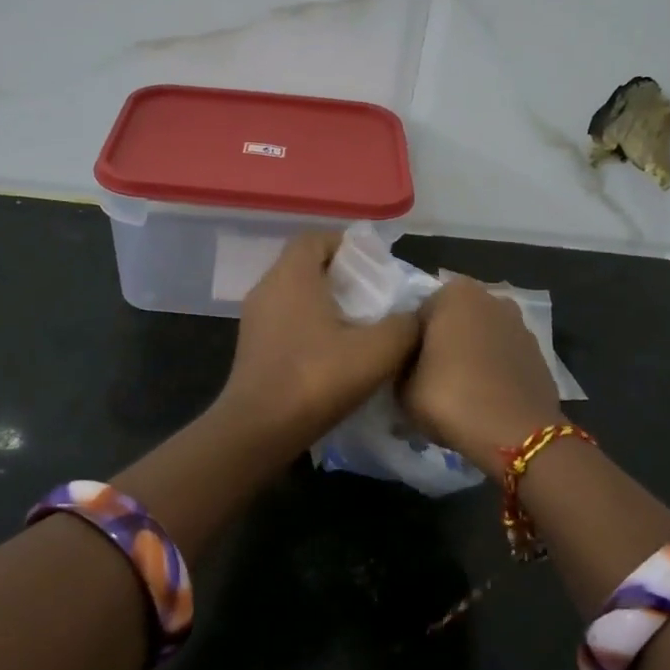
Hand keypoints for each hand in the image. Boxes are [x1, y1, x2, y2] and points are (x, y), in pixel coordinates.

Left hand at [215, 231, 422, 453]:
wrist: (258, 431)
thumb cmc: (315, 380)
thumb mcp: (376, 352)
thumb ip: (404, 326)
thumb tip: (417, 315)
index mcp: (292, 276)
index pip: (316, 238)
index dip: (348, 245)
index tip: (376, 266)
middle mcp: (267, 288)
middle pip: (306, 265)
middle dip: (342, 276)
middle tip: (376, 297)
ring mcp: (255, 320)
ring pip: (296, 296)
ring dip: (327, 304)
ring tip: (361, 326)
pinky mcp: (252, 348)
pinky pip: (286, 321)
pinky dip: (311, 327)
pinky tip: (335, 353)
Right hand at [400, 277, 564, 472]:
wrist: (516, 435)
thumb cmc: (451, 398)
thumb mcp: (403, 387)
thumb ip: (401, 366)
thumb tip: (410, 367)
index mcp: (454, 293)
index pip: (419, 314)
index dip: (410, 344)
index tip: (407, 370)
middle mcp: (491, 298)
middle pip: (454, 321)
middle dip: (443, 344)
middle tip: (430, 380)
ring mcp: (520, 325)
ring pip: (482, 338)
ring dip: (471, 356)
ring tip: (460, 392)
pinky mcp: (539, 354)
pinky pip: (504, 358)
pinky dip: (494, 371)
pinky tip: (485, 398)